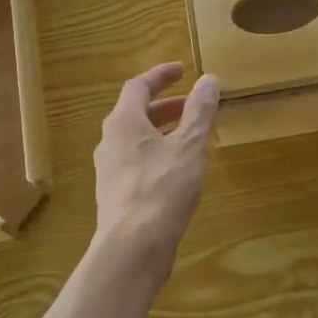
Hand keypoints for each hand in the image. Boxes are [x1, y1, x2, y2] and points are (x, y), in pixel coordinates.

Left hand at [93, 63, 219, 268]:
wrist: (133, 246)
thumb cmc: (162, 188)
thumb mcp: (189, 146)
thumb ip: (199, 112)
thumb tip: (208, 79)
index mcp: (123, 122)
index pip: (138, 86)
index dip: (160, 76)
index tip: (182, 71)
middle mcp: (110, 141)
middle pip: (136, 113)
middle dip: (165, 106)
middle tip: (192, 106)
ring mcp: (109, 169)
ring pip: (136, 140)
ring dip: (162, 131)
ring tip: (190, 138)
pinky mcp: (115, 194)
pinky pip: (136, 162)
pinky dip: (156, 154)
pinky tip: (177, 171)